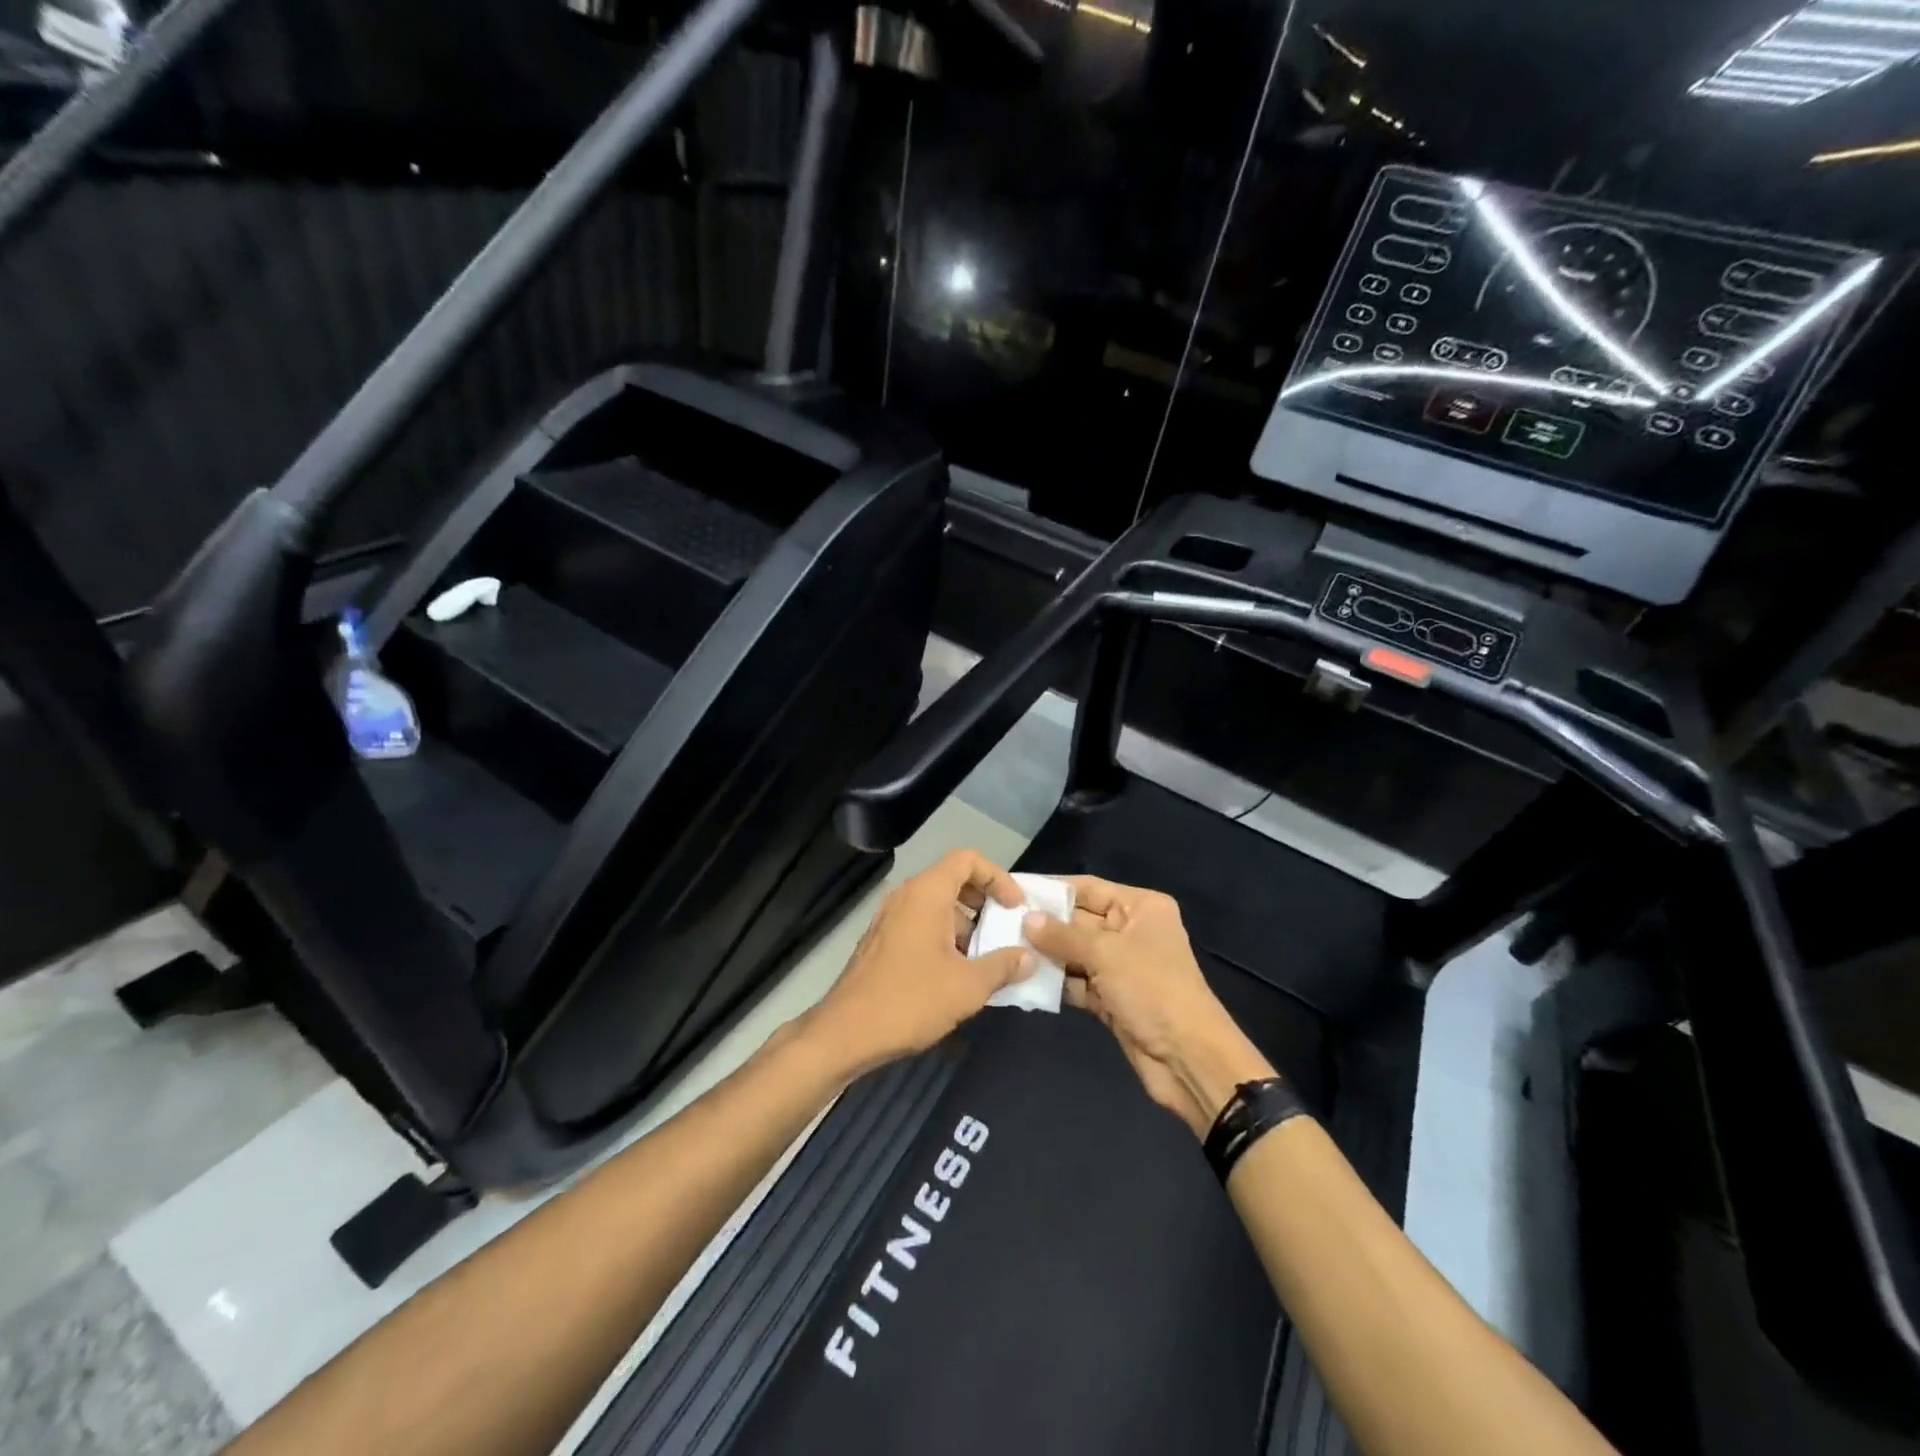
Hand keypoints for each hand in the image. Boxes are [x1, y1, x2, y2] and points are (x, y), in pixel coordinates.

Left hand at [805, 850, 1033, 1074]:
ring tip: (986, 960)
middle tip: (1004, 930)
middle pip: (951, 880)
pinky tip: (956, 975)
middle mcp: (905, 896)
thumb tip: (1028, 957)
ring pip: (935, 906)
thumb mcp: (968, 986)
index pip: (966, 859)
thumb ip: (1003, 966)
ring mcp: (888, 919)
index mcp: (926, 893)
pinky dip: (943, 938)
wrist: (846, 1033)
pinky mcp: (880, 942)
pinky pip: (919, 925)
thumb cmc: (910, 1000)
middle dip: (983, 902)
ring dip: (965, 925)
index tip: (1014, 907)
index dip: (996, 876)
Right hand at [1023, 877, 1275, 1138]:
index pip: (1088, 888)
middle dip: (1042, 924)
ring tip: (1002, 949)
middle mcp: (1130, 931)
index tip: (1012, 889)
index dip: (1051, 889)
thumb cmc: (1153, 990)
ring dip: (1043, 954)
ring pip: (1074, 953)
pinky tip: (1021, 979)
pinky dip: (1054, 981)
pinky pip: (1076, 981)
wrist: (1188, 1059)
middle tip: (997, 922)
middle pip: (1078, 920)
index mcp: (1140, 908)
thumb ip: (1063, 935)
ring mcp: (1120, 966)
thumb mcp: (1107, 954)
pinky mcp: (1111, 997)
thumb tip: (1025, 918)